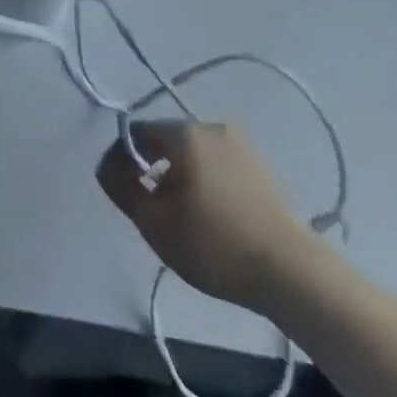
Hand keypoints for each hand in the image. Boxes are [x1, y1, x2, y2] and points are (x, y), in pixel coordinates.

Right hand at [97, 121, 314, 309]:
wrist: (291, 271)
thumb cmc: (215, 245)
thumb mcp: (155, 223)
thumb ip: (121, 187)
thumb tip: (105, 164)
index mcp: (183, 132)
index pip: (137, 132)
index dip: (123, 159)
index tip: (126, 194)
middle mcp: (211, 126)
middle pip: (166, 140)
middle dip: (153, 169)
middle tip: (154, 211)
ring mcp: (240, 144)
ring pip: (194, 153)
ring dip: (181, 176)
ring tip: (185, 218)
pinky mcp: (261, 165)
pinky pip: (218, 164)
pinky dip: (207, 181)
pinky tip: (214, 217)